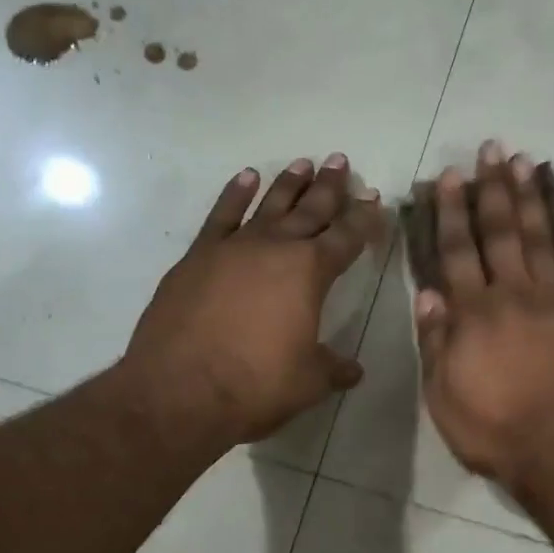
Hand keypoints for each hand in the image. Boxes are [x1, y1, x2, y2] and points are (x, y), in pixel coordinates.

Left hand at [117, 155, 382, 445]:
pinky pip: (221, 215)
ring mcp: (233, 248)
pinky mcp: (197, 257)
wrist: (179, 391)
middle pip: (310, 210)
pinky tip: (246, 178)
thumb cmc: (256, 384)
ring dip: (288, 183)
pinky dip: (234, 194)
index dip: (364, 218)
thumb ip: (334, 368)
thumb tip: (353, 370)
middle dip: (329, 187)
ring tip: (303, 163)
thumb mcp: (309, 381)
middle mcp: (275, 248)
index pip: (347, 237)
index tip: (374, 199)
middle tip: (340, 161)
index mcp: (311, 272)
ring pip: (268, 205)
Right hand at [414, 141, 553, 494]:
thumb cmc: (493, 430)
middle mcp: (514, 294)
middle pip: (501, 232)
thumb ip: (435, 342)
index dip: (452, 212)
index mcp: (474, 313)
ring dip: (532, 199)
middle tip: (492, 149)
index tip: (450, 176)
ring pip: (541, 239)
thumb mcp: (443, 395)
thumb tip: (430, 294)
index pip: (458, 251)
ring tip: (526, 164)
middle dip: (493, 188)